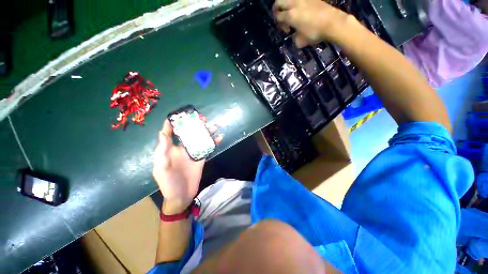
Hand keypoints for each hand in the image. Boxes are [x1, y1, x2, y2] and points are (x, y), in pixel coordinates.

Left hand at [152, 120, 222, 213]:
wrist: (181, 196)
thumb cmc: (168, 182)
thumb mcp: (161, 167)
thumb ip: (162, 151)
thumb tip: (162, 132)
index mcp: (170, 149)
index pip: (169, 133)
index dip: (172, 124)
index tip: (177, 115)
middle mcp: (182, 148)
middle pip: (189, 134)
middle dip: (195, 125)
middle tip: (202, 118)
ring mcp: (193, 153)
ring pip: (200, 139)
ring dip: (207, 132)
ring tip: (214, 126)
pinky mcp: (201, 158)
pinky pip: (208, 148)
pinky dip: (214, 142)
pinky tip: (220, 137)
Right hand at [273, 0, 347, 46]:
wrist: (332, 23)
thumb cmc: (314, 33)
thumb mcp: (300, 41)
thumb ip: (294, 37)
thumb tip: (295, 35)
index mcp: (290, 15)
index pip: (277, 16)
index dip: (280, 24)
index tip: (288, 30)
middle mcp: (294, 4)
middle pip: (278, 1)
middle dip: (277, 9)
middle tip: (282, 17)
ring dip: (286, 4)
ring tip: (291, 11)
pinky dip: (296, 3)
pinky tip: (301, 9)